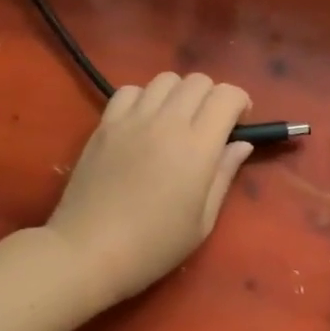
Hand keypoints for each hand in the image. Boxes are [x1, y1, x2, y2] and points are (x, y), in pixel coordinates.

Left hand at [46, 72, 254, 305]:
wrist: (88, 251)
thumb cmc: (154, 245)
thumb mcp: (203, 221)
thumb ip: (224, 175)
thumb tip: (241, 144)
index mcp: (197, 147)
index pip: (226, 96)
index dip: (240, 102)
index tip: (239, 124)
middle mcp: (167, 122)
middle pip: (198, 81)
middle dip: (212, 96)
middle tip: (210, 125)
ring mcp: (132, 119)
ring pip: (165, 79)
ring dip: (180, 93)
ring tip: (176, 120)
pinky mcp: (104, 124)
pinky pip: (130, 90)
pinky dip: (144, 97)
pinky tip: (143, 122)